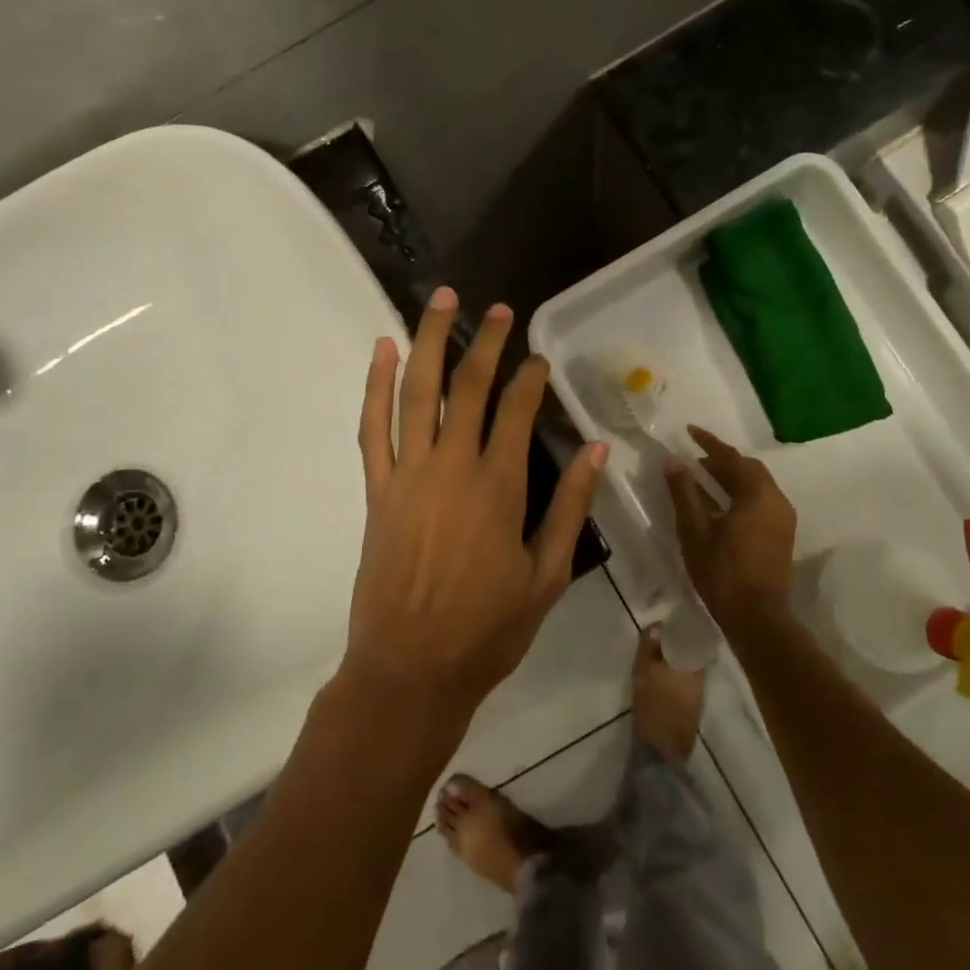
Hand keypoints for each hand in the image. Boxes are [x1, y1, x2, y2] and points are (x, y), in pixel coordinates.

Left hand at [342, 287, 606, 720]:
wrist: (410, 669)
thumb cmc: (487, 629)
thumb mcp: (547, 575)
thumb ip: (570, 508)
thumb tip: (597, 451)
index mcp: (498, 488)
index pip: (516, 412)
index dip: (530, 379)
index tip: (539, 357)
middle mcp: (452, 467)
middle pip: (467, 388)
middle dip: (485, 343)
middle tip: (497, 309)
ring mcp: (408, 474)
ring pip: (417, 392)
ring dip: (429, 342)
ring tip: (441, 301)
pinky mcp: (377, 489)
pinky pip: (372, 426)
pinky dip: (375, 384)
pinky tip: (382, 350)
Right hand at [664, 426, 796, 631]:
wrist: (758, 619)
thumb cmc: (722, 572)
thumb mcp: (695, 530)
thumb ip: (684, 492)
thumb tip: (673, 461)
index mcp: (758, 495)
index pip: (732, 458)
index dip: (708, 443)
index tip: (689, 430)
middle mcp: (776, 501)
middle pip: (748, 469)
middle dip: (721, 459)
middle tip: (694, 457)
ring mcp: (782, 519)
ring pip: (755, 485)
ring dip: (730, 477)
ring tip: (701, 477)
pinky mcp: (780, 535)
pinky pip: (759, 501)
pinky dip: (738, 493)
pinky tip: (718, 503)